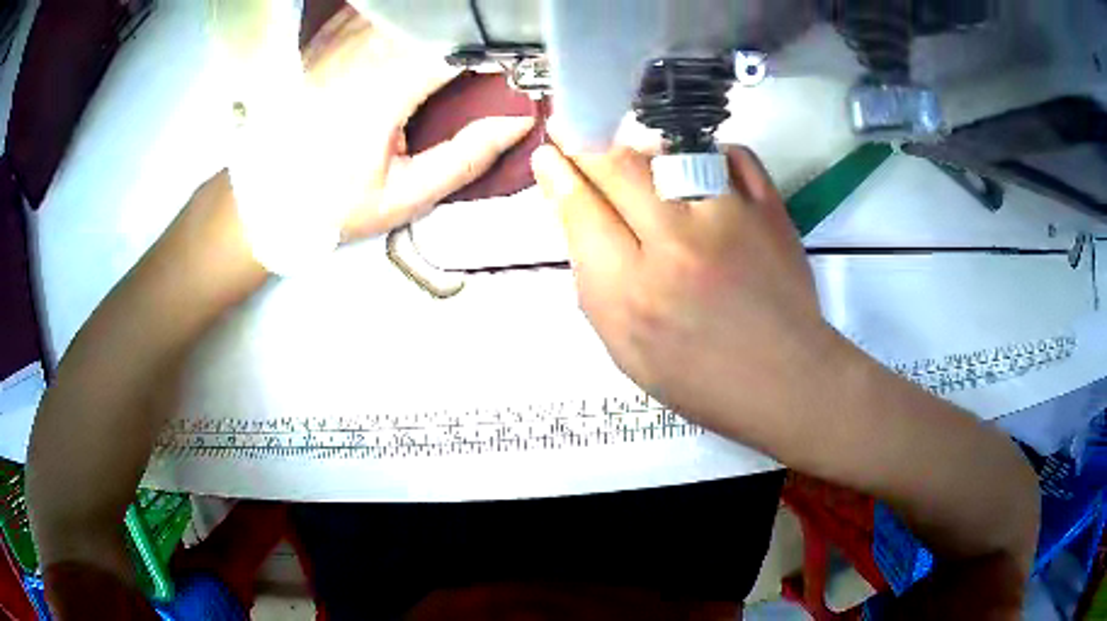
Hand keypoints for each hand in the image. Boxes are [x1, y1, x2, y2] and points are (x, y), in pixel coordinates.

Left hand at [303, 8, 534, 239]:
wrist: (263, 197)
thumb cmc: (330, 204)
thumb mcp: (402, 197)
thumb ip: (465, 157)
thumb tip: (518, 122)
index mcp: (383, 90)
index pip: (459, 45)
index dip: (496, 49)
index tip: (514, 65)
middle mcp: (360, 54)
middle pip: (436, 19)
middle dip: (469, 34)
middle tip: (485, 57)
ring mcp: (339, 42)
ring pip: (407, 11)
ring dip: (436, 24)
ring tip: (451, 48)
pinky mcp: (325, 40)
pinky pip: (371, 10)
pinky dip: (401, 17)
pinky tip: (410, 34)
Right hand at [531, 143, 840, 436]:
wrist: (784, 381)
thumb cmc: (699, 378)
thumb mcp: (625, 348)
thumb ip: (593, 280)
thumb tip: (574, 213)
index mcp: (632, 292)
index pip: (581, 209)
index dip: (558, 174)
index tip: (549, 155)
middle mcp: (677, 244)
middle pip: (618, 166)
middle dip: (588, 145)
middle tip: (579, 136)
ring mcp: (730, 218)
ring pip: (671, 151)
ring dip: (645, 151)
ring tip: (642, 166)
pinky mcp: (771, 208)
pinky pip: (732, 154)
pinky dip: (710, 153)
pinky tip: (700, 170)